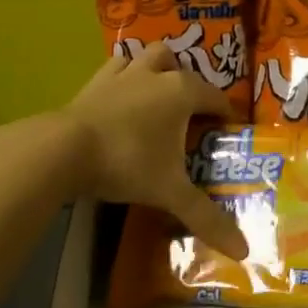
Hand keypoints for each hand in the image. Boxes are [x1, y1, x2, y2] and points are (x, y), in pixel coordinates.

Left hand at [63, 42, 249, 259]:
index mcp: (183, 92)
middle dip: (192, 85)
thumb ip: (206, 218)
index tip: (230, 130)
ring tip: (159, 94)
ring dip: (158, 68)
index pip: (216, 98)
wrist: (64, 149)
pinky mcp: (95, 81)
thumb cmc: (127, 162)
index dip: (227, 114)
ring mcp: (124, 74)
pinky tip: (123, 94)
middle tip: (192, 116)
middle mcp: (157, 74)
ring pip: (149, 56)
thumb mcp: (170, 192)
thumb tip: (244, 250)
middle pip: (183, 67)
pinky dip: (125, 75)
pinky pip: (117, 67)